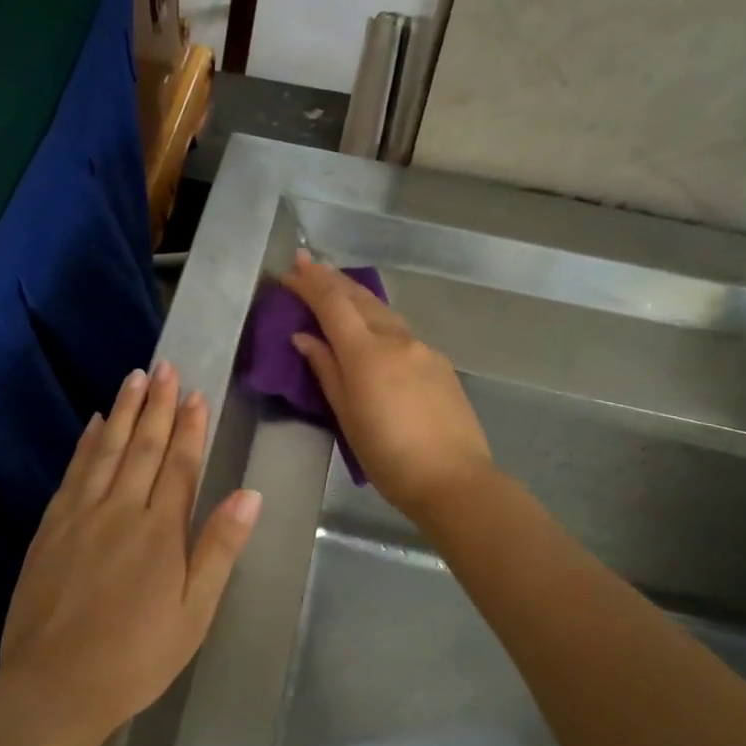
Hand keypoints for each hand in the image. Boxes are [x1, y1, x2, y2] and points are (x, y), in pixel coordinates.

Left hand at [0, 361, 261, 737]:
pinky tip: (94, 423)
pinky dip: (86, 442)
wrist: (54, 685)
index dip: (190, 427)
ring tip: (135, 377)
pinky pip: (73, 471)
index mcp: (161, 531)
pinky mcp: (50, 527)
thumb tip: (249, 494)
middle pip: (143, 446)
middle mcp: (121, 510)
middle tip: (165, 367)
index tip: (195, 394)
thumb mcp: (194, 611)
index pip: (180, 465)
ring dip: (124, 411)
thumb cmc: (137, 656)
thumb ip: (219, 548)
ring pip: (107, 450)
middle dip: (158, 405)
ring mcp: (81, 515)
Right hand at [282, 249, 494, 520]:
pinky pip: (402, 331)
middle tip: (308, 264)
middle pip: (360, 298)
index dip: (310, 283)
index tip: (291, 268)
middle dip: (331, 279)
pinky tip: (373, 329)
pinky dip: (379, 320)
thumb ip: (326, 371)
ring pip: (384, 312)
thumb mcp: (347, 417)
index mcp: (367, 353)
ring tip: (336, 290)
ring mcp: (423, 349)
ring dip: (356, 296)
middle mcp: (397, 339)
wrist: (454, 480)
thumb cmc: (389, 457)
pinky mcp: (440, 363)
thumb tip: (305, 337)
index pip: (333, 304)